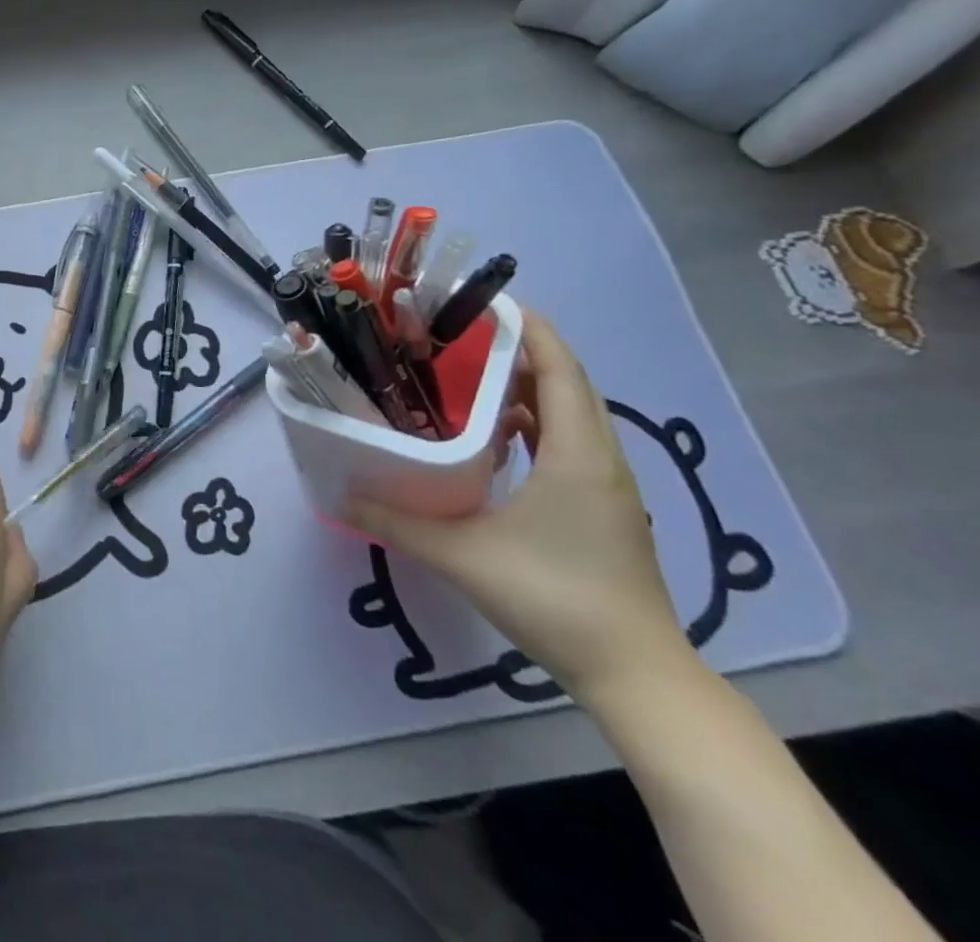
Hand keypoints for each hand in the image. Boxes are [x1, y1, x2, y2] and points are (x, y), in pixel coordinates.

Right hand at [345, 310, 694, 708]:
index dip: (531, 329)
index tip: (486, 303)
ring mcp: (609, 486)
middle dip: (523, 351)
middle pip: (570, 384)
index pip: (561, 370)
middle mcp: (601, 460)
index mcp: (577, 455)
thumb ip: (398, 521)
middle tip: (463, 336)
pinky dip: (539, 422)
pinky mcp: (606, 508)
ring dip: (531, 387)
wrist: (636, 675)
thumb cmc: (555, 599)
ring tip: (473, 376)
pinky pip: (573, 442)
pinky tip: (499, 436)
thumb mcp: (463, 556)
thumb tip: (343, 495)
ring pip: (574, 414)